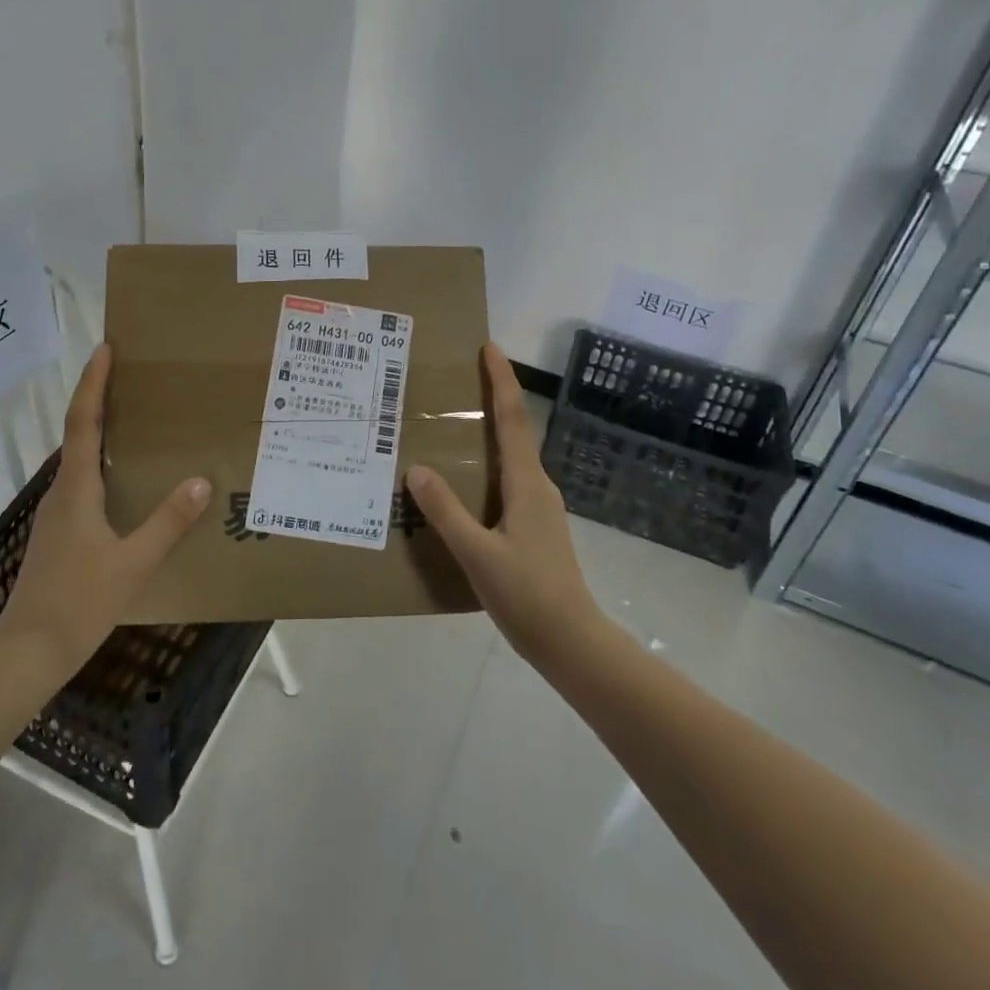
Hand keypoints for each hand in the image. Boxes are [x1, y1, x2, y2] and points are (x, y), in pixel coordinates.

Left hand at [0, 344, 210, 680]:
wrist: (27, 653)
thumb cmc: (79, 603)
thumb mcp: (133, 564)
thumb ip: (167, 523)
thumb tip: (201, 483)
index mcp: (76, 490)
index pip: (83, 423)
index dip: (92, 384)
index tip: (104, 350)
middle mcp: (61, 493)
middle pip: (78, 434)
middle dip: (99, 399)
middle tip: (130, 376)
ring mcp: (56, 515)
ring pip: (79, 461)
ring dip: (100, 432)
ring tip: (135, 421)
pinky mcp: (58, 535)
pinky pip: (82, 484)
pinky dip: (101, 464)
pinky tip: (124, 482)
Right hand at [406, 343, 603, 666]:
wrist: (572, 642)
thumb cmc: (527, 595)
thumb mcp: (478, 553)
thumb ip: (446, 512)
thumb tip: (417, 469)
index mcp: (526, 484)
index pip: (512, 419)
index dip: (501, 381)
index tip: (489, 347)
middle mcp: (537, 487)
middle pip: (513, 432)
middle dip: (491, 401)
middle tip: (457, 382)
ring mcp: (540, 508)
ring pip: (510, 460)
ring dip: (488, 436)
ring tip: (451, 430)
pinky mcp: (535, 528)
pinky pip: (507, 483)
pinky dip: (486, 469)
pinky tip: (463, 487)